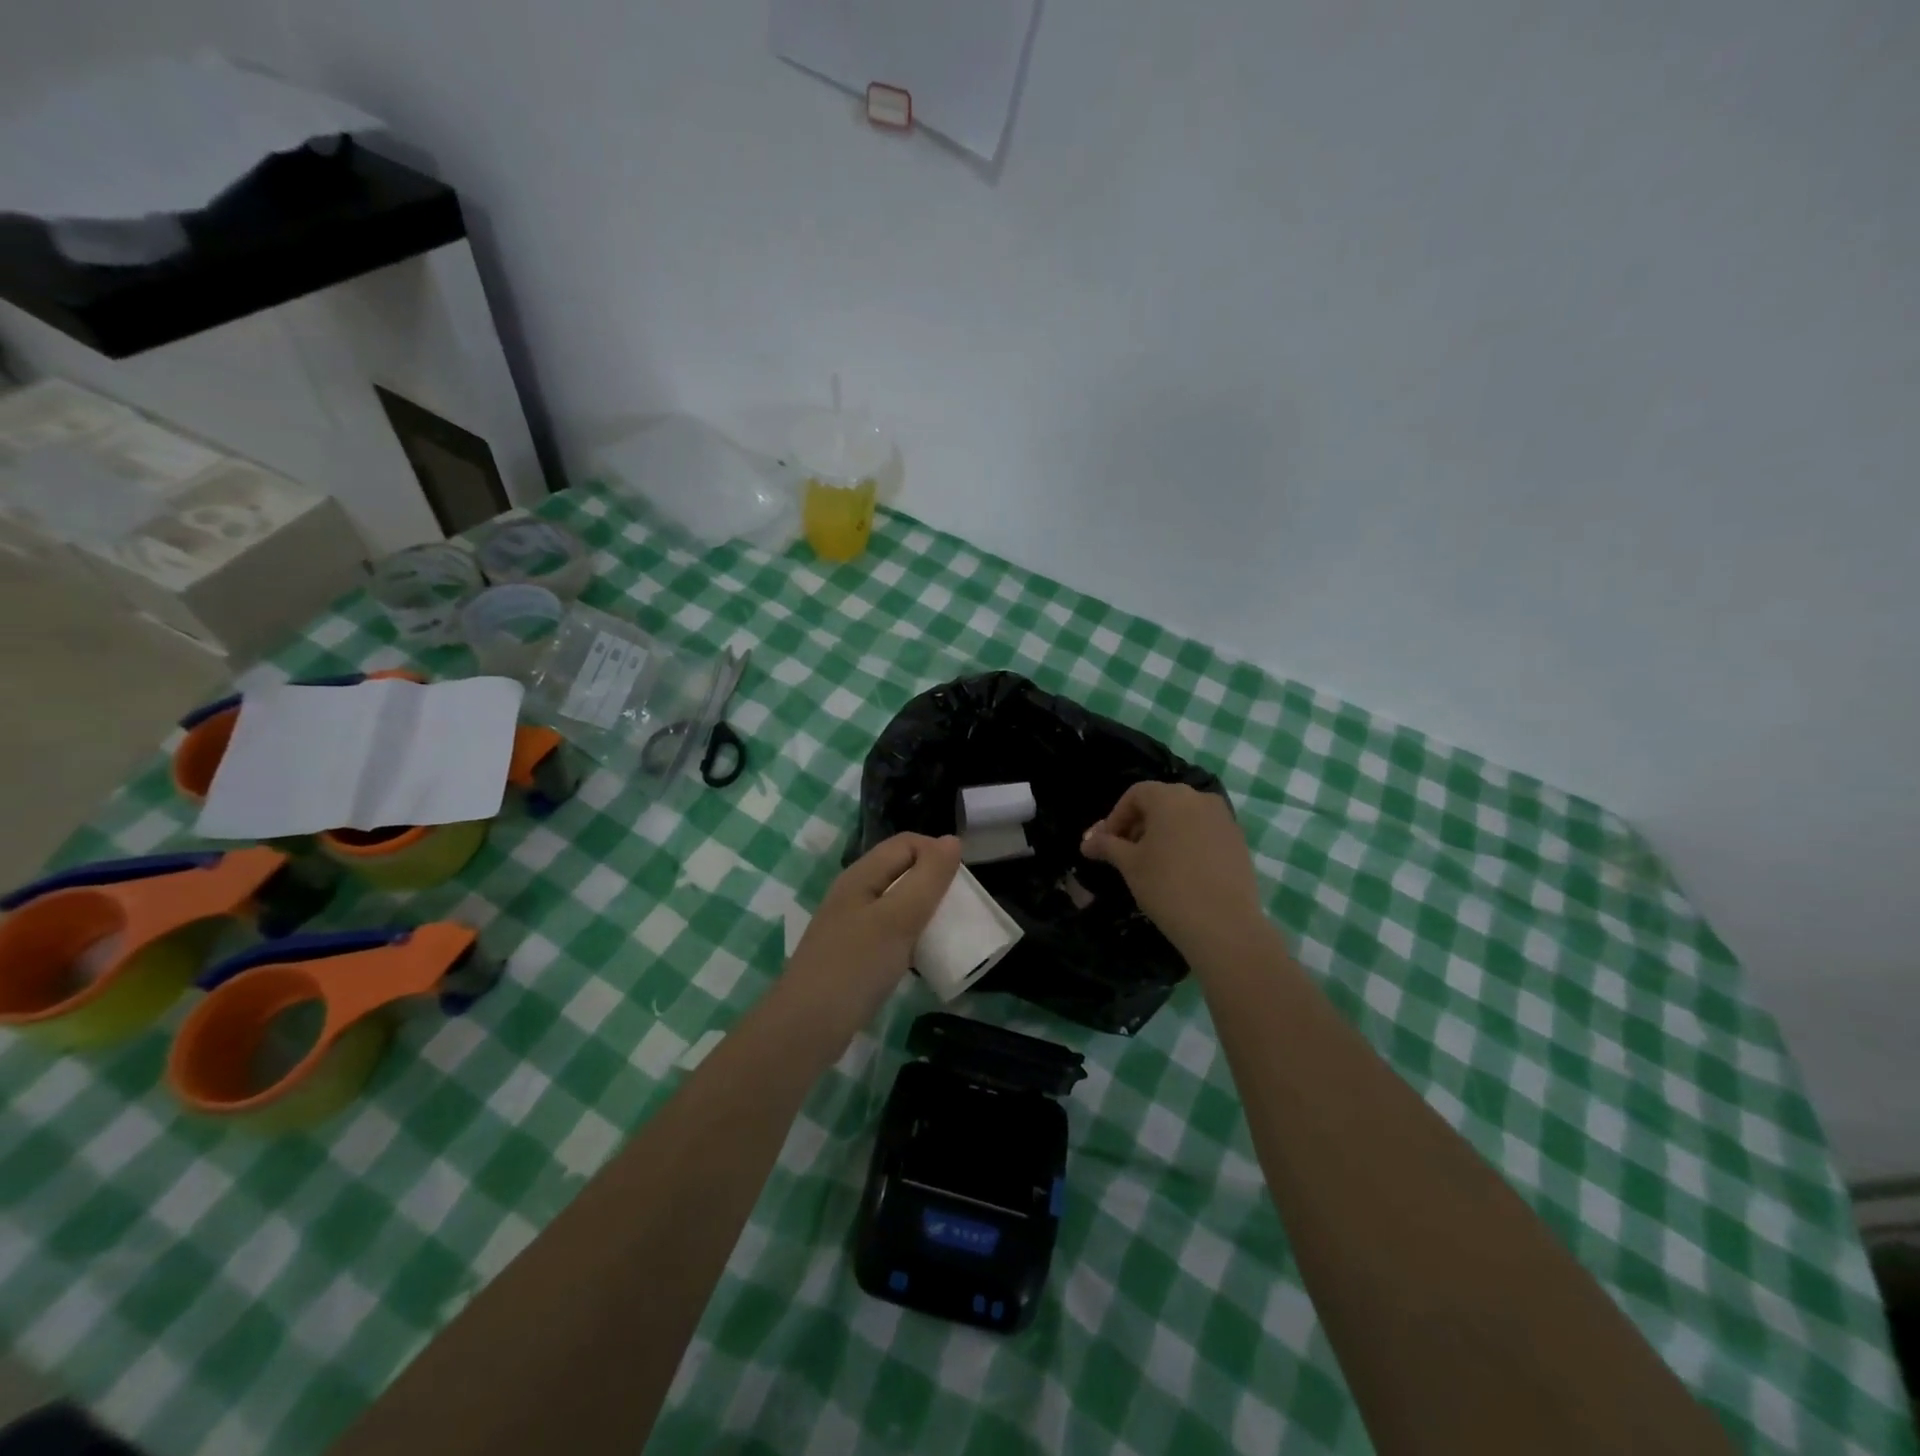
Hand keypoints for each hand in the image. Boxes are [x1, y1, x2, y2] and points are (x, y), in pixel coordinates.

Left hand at [788, 833, 961, 1009]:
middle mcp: (854, 893)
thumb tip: (952, 840)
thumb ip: (928, 878)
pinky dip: (910, 937)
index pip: (906, 843)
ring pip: (896, 903)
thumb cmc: (855, 967)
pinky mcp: (852, 955)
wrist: (805, 1029)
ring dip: (923, 912)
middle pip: (901, 871)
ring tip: (945, 933)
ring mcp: (851, 925)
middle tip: (959, 910)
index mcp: (861, 875)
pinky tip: (921, 958)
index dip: (937, 852)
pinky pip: (889, 933)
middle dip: (933, 882)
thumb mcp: (899, 918)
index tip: (962, 884)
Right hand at [1082, 782, 1265, 958]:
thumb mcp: (1129, 864)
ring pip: (1184, 817)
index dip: (1115, 817)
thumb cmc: (1167, 886)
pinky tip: (1180, 872)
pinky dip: (1187, 843)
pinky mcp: (1238, 841)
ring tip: (1152, 864)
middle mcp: (1200, 798)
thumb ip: (1107, 846)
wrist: (1224, 925)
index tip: (1106, 844)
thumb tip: (1087, 842)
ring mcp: (1224, 819)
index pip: (1135, 794)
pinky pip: (1204, 833)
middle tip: (1125, 854)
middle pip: (1161, 803)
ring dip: (1163, 833)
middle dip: (1138, 824)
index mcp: (1170, 797)